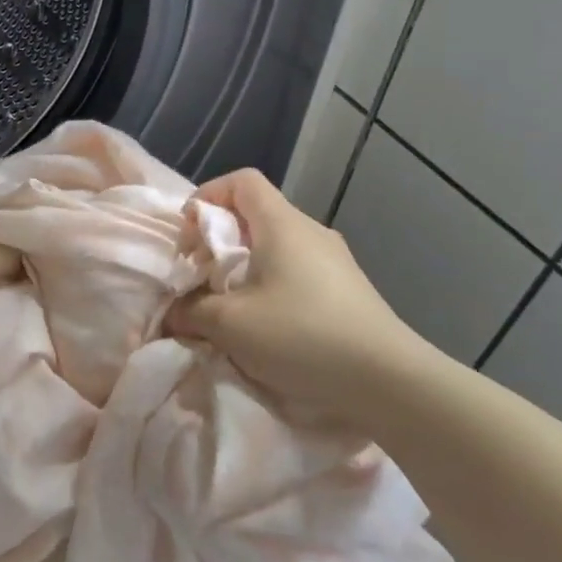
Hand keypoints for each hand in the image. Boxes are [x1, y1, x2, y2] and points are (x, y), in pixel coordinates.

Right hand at [166, 169, 439, 426]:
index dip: (207, 197)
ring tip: (228, 305)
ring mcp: (335, 260)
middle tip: (200, 277)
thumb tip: (173, 313)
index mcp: (281, 224)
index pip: (241, 181)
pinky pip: (296, 271)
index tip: (189, 237)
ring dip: (243, 268)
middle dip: (218, 241)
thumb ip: (191, 311)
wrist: (389, 380)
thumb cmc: (301, 336)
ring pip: (275, 246)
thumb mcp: (230, 324)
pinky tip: (265, 324)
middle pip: (255, 214)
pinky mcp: (347, 289)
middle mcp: (310, 231)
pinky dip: (269, 285)